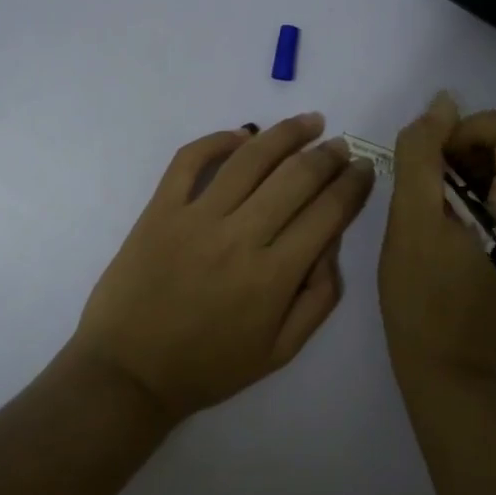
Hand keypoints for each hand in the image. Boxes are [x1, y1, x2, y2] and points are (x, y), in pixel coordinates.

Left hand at [69, 112, 376, 422]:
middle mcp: (240, 237)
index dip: (354, 186)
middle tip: (341, 145)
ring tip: (309, 122)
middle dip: (328, 155)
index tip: (366, 169)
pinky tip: (242, 135)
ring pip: (250, 159)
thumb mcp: (280, 352)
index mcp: (274, 277)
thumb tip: (332, 244)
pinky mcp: (160, 209)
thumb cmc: (208, 367)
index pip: (328, 214)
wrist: (129, 372)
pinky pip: (190, 160)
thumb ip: (319, 299)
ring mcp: (196, 218)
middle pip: (296, 178)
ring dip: (285, 134)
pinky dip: (218, 139)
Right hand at [378, 93, 495, 385]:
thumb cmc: (423, 298)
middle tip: (427, 186)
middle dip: (466, 149)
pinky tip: (449, 222)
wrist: (446, 369)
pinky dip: (477, 190)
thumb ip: (424, 154)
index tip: (434, 162)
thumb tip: (443, 103)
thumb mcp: (411, 220)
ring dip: (467, 169)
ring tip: (434, 208)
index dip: (471, 129)